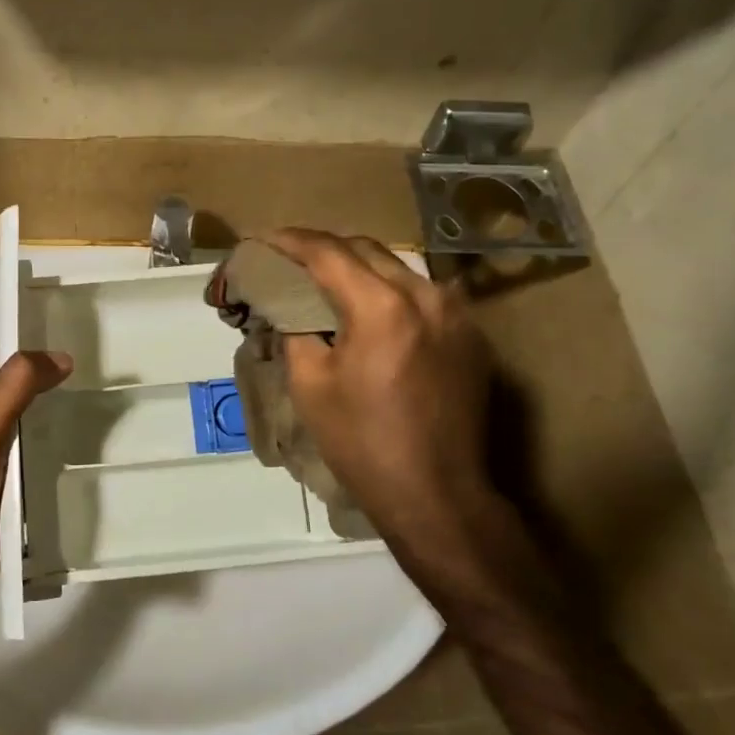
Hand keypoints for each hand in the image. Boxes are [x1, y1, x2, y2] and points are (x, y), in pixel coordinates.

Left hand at [0, 341, 72, 599]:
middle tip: (63, 379)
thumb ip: (17, 384)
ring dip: (31, 415)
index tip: (37, 352)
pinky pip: (12, 457)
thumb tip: (58, 358)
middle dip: (22, 381)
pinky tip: (57, 453)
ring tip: (68, 410)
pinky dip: (32, 449)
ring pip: (4, 424)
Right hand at [264, 230, 497, 569]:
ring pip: (398, 268)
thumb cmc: (362, 443)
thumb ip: (295, 330)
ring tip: (327, 282)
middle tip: (289, 261)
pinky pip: (423, 295)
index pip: (328, 253)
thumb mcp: (309, 385)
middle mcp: (426, 295)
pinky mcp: (471, 335)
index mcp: (382, 307)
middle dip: (323, 249)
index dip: (290, 242)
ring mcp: (457, 313)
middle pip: (366, 249)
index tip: (262, 240)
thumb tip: (286, 306)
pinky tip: (370, 311)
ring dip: (359, 267)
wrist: (437, 494)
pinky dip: (390, 292)